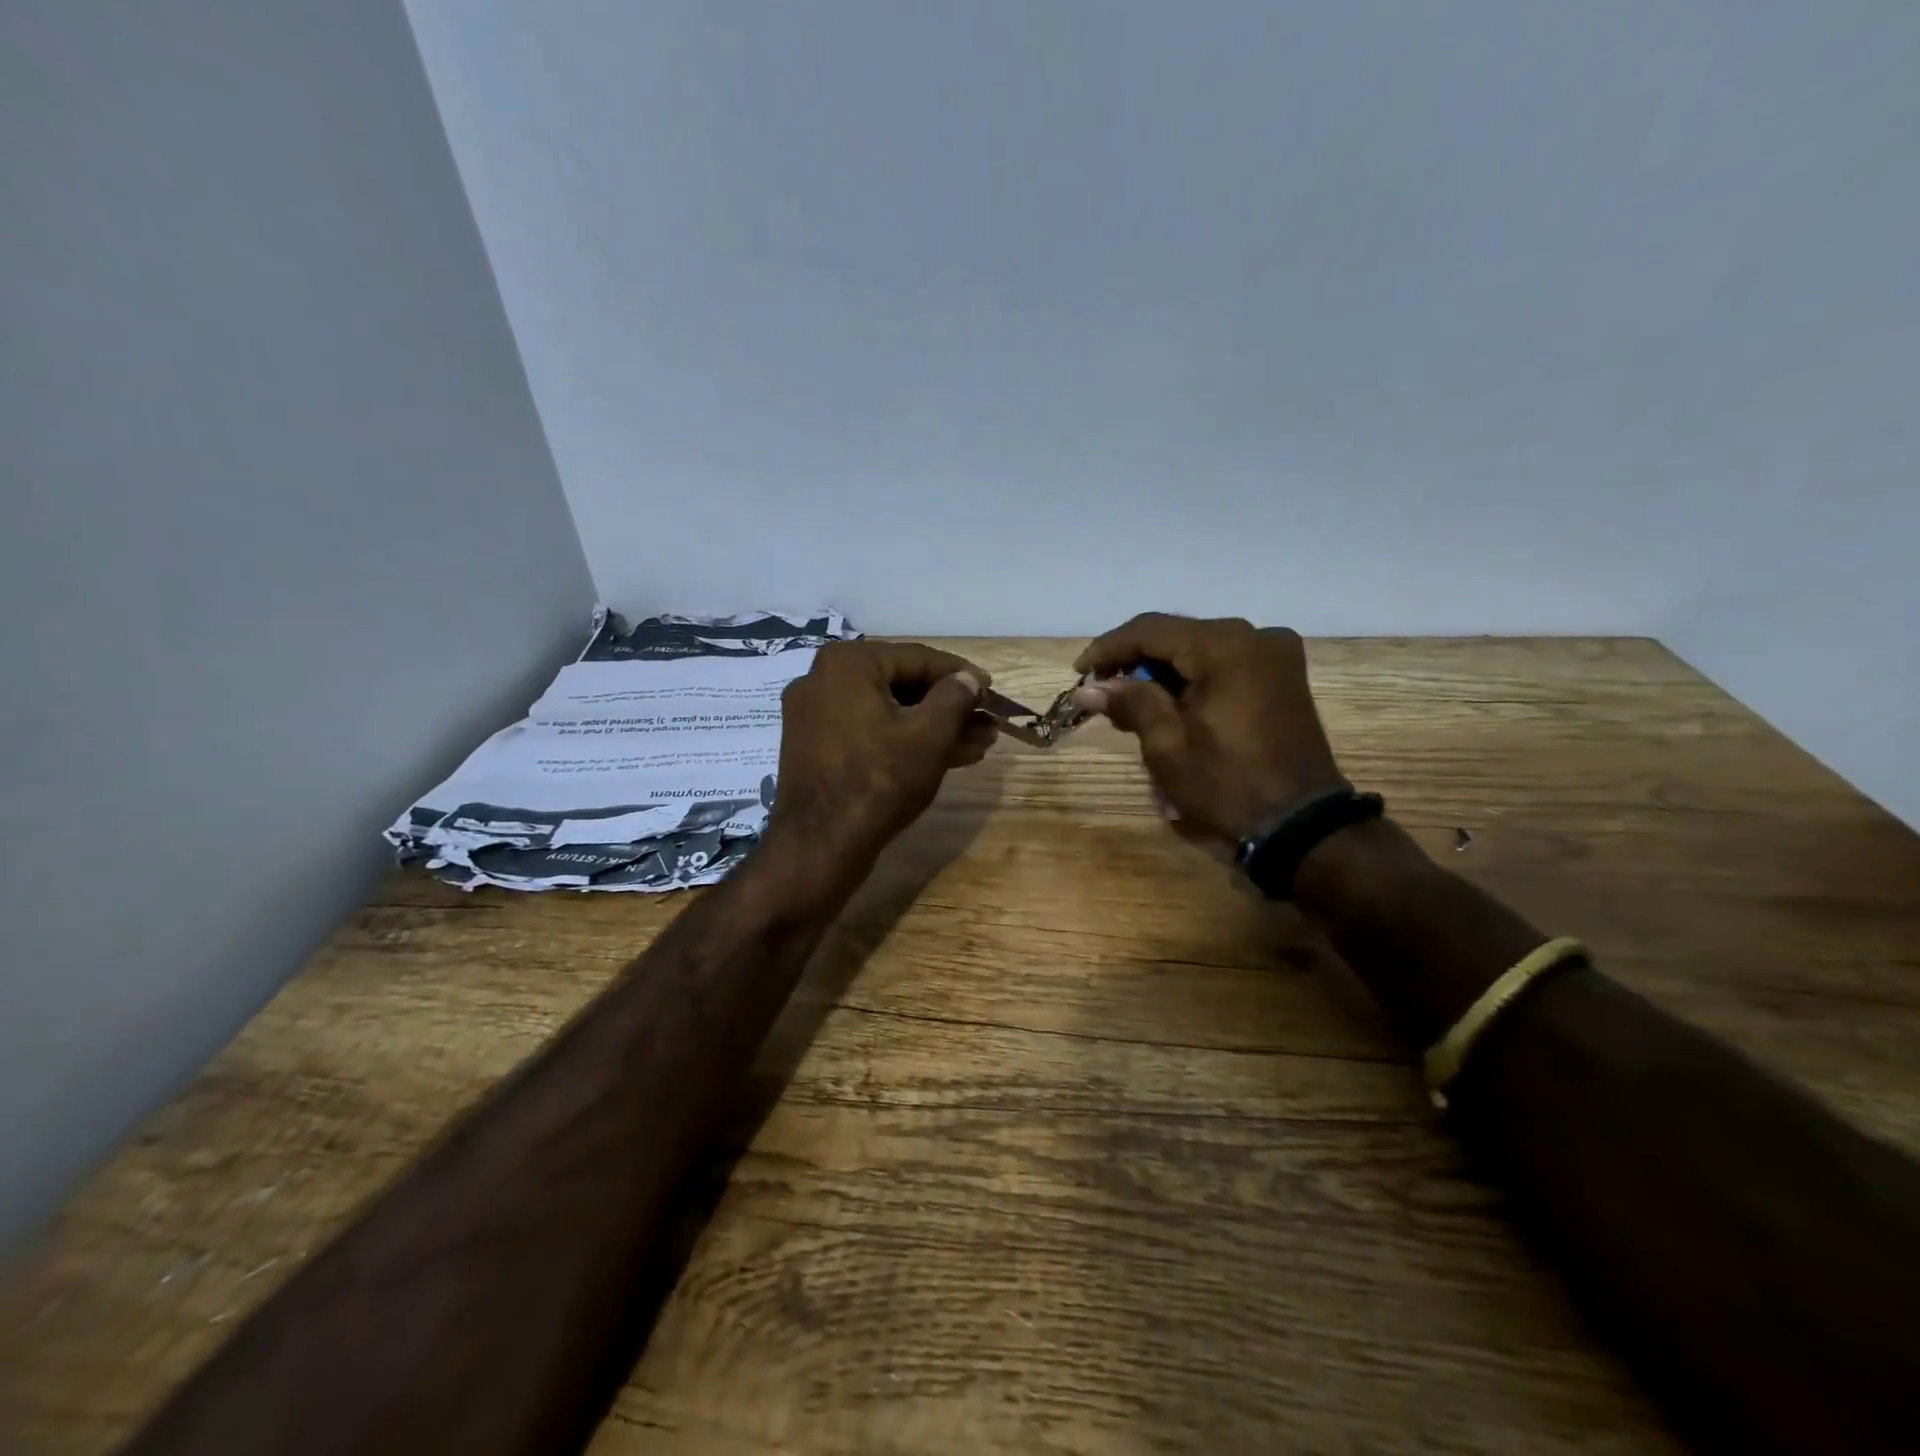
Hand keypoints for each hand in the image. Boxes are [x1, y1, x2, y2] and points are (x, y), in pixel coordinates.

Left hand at [768, 640, 996, 865]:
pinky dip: (903, 741)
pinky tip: (944, 756)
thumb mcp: (929, 736)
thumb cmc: (879, 780)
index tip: (992, 690)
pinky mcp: (815, 747)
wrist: (820, 845)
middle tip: (987, 722)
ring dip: (932, 727)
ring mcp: (814, 715)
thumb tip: (969, 678)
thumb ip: (955, 697)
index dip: (962, 675)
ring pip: (887, 712)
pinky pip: (868, 732)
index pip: (918, 658)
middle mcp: (823, 679)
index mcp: (847, 663)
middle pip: (901, 685)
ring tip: (978, 743)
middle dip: (949, 707)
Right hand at [1073, 613, 1342, 842]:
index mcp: (1226, 646)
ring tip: (1129, 703)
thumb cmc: (1227, 785)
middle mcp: (1255, 636)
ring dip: (1161, 671)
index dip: (1108, 648)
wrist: (1300, 825)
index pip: (1151, 630)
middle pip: (1176, 635)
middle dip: (1134, 661)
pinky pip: (1224, 663)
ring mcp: (1275, 654)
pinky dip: (1192, 678)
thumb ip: (1130, 703)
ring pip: (1199, 649)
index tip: (1078, 673)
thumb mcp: (1168, 746)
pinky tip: (1169, 702)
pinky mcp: (1282, 675)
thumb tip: (1087, 688)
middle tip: (1100, 692)